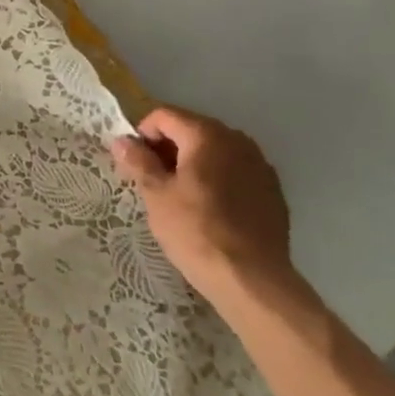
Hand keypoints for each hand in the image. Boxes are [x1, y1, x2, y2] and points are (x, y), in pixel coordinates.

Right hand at [109, 105, 291, 304]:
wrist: (252, 280)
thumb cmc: (196, 231)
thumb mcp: (156, 195)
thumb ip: (138, 161)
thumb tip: (122, 141)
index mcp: (207, 135)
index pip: (164, 116)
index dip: (143, 134)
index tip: (135, 164)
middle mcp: (237, 140)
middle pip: (191, 130)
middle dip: (168, 148)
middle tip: (153, 181)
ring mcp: (260, 165)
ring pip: (215, 151)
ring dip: (193, 163)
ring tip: (181, 197)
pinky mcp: (272, 191)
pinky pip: (236, 172)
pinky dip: (218, 180)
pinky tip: (211, 210)